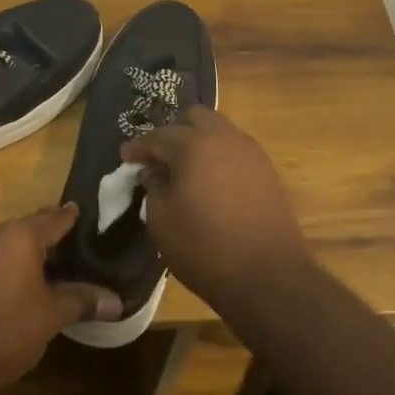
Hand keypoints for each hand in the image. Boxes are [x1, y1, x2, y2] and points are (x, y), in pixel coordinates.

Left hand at [0, 204, 121, 394]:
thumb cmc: (4, 331)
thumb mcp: (51, 316)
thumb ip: (82, 301)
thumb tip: (117, 301)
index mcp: (18, 236)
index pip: (53, 218)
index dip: (70, 216)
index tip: (83, 212)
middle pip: (26, 229)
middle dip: (47, 237)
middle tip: (73, 246)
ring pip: (3, 247)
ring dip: (23, 255)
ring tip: (48, 268)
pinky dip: (4, 269)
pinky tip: (15, 287)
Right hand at [120, 106, 314, 308]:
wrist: (268, 276)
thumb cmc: (204, 247)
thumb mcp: (162, 220)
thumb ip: (153, 187)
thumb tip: (154, 172)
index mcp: (194, 145)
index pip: (158, 136)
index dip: (139, 147)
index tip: (126, 158)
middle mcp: (225, 138)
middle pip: (195, 118)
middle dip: (173, 133)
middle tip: (159, 158)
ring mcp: (252, 153)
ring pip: (220, 132)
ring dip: (199, 143)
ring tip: (185, 170)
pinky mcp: (268, 172)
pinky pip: (236, 152)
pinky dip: (219, 158)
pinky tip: (210, 183)